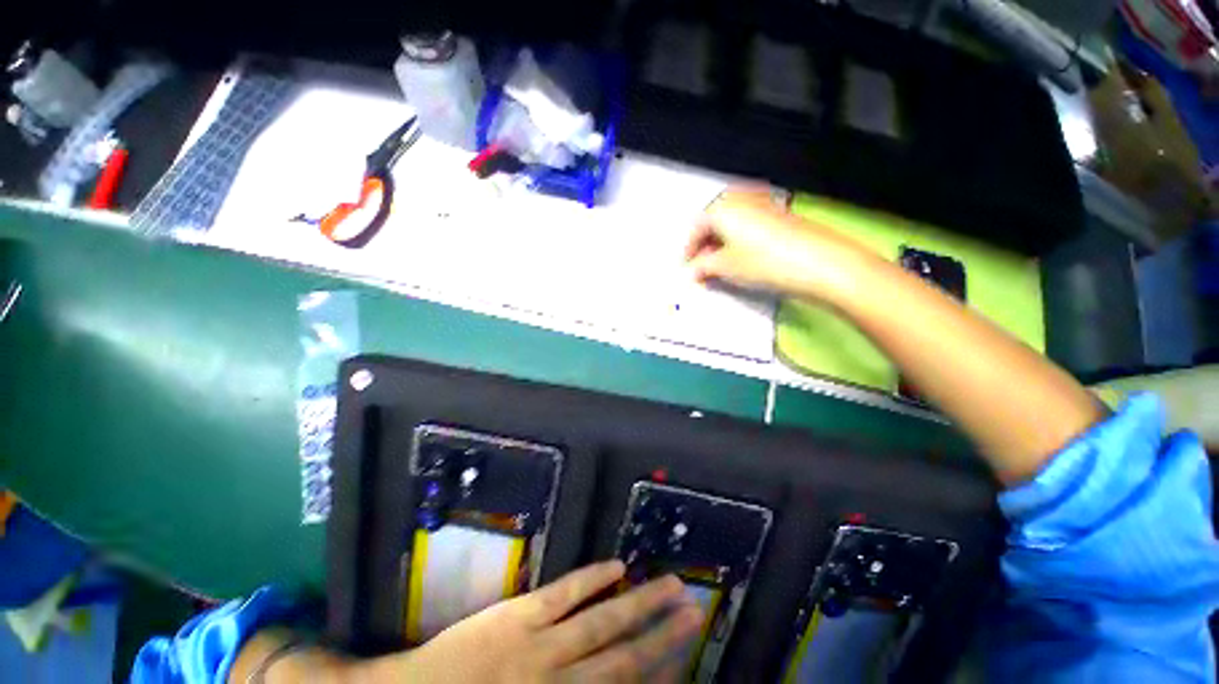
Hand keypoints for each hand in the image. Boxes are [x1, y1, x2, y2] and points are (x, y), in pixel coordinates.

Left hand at [364, 560, 702, 682]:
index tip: (688, 653)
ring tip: (671, 585)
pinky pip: (566, 593)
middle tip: (696, 608)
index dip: (660, 671)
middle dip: (664, 634)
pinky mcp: (520, 613)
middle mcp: (561, 681)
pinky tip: (617, 565)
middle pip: (626, 656)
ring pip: (604, 620)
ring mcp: (542, 643)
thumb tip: (605, 680)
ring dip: (641, 603)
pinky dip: (593, 578)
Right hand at [685, 188, 875, 303]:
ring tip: (721, 265)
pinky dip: (739, 240)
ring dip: (721, 243)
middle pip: (713, 222)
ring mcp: (761, 204)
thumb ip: (703, 267)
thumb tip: (694, 270)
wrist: (817, 262)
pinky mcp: (778, 214)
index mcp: (722, 207)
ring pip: (731, 223)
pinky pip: (748, 224)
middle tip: (702, 267)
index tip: (687, 267)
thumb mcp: (725, 266)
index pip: (696, 227)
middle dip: (705, 245)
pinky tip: (742, 257)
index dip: (689, 249)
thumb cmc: (763, 262)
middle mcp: (740, 199)